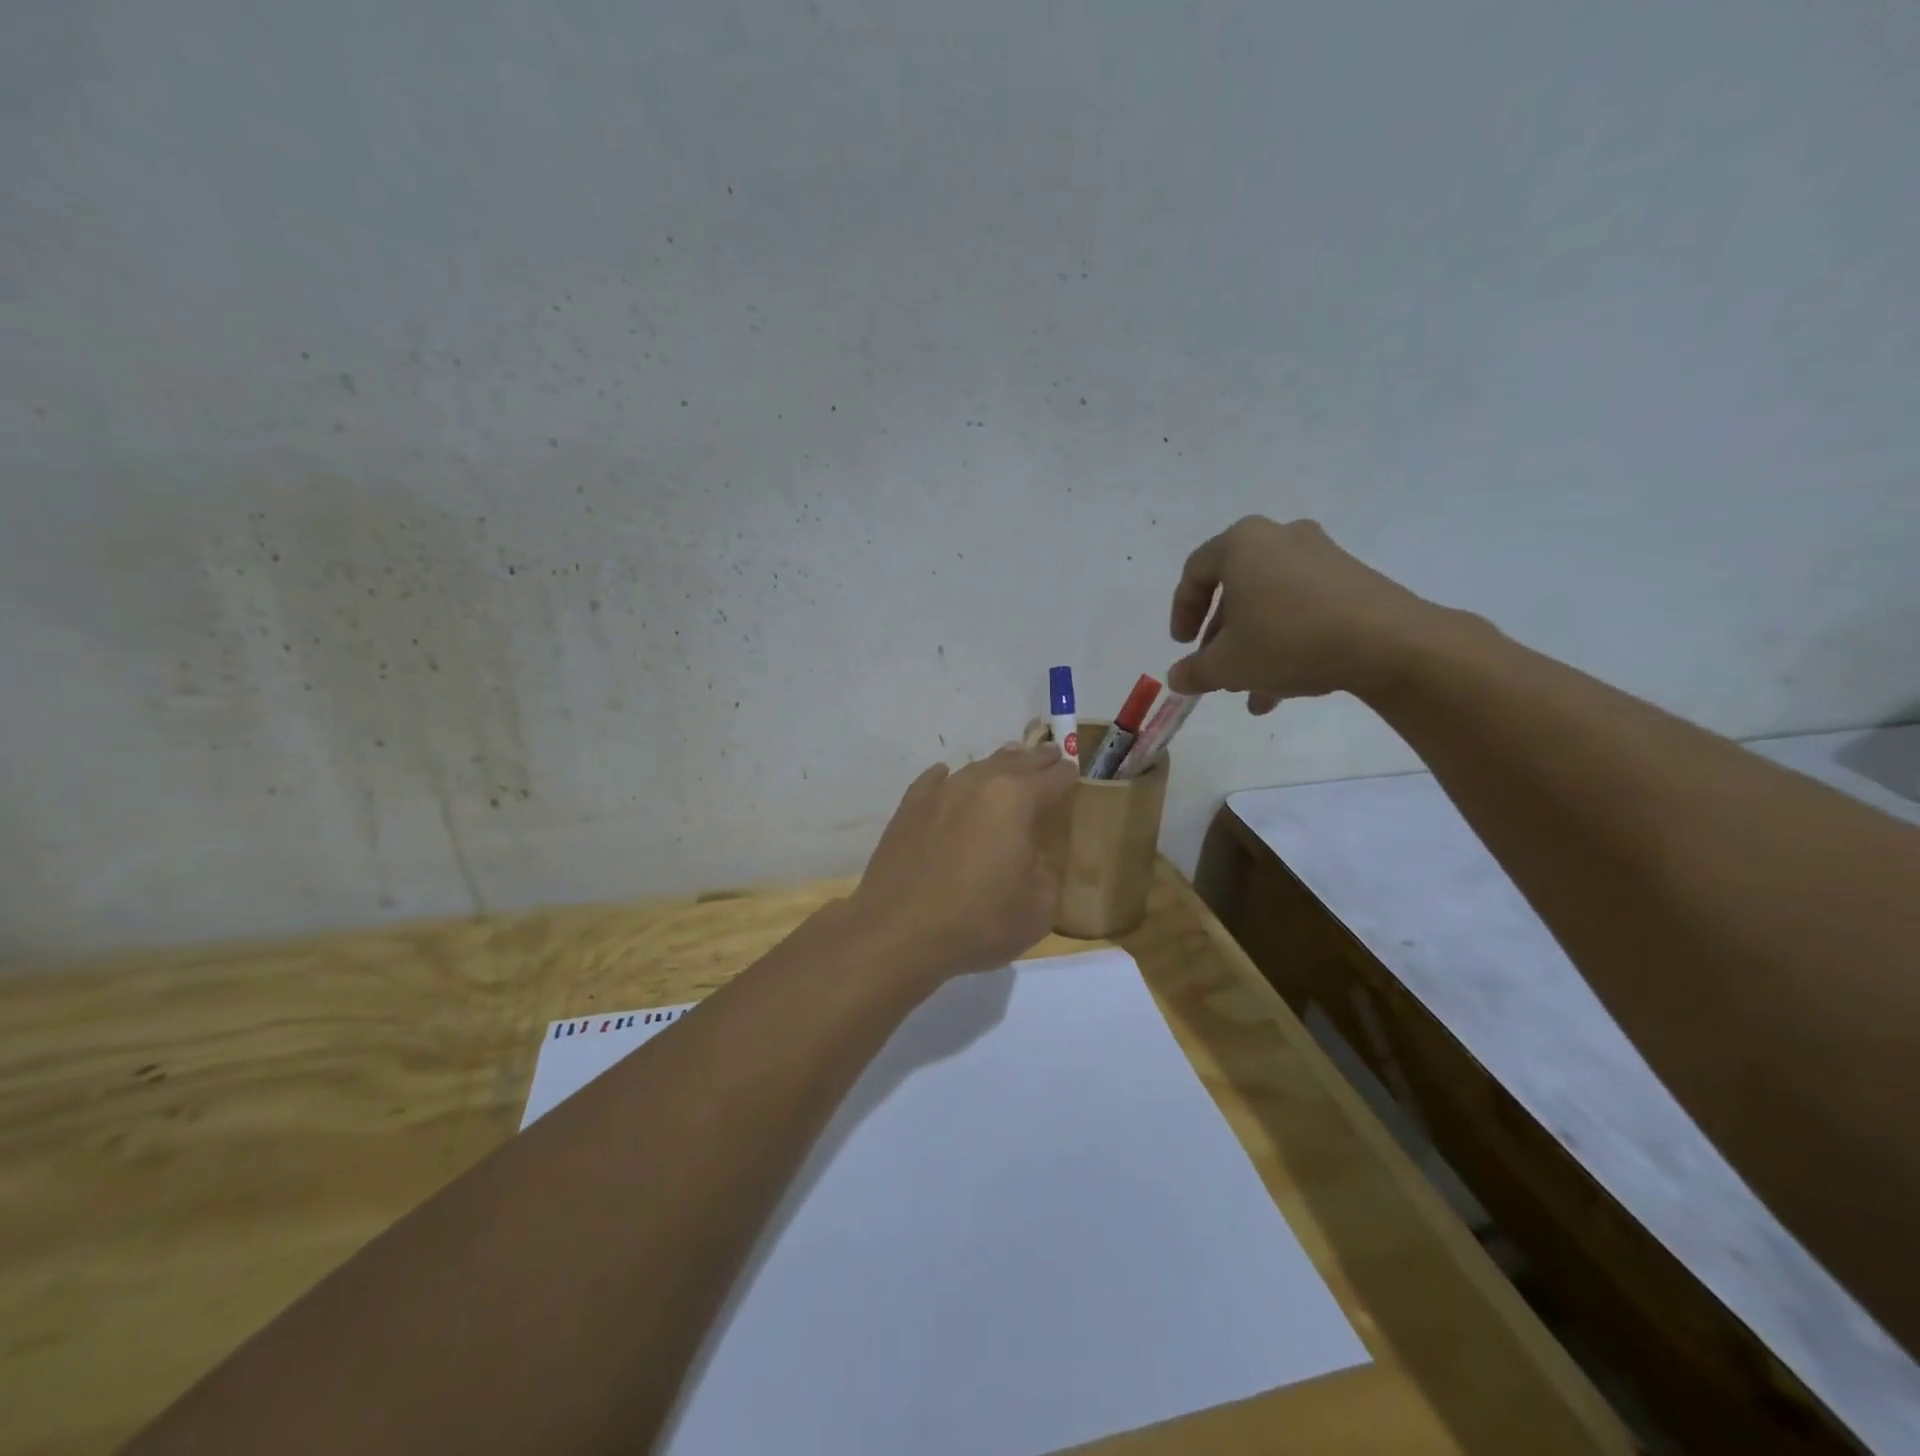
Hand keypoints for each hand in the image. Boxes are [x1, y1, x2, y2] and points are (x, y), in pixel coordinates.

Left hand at [846, 744, 1078, 981]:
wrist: (898, 932)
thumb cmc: (978, 921)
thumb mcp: (1039, 907)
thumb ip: (1048, 872)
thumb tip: (1036, 857)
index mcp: (1016, 799)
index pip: (1053, 778)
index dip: (1068, 775)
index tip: (1075, 773)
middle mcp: (978, 784)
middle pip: (1015, 762)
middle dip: (1036, 760)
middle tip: (1050, 755)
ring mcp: (939, 792)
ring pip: (976, 768)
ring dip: (997, 765)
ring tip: (1009, 762)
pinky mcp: (908, 808)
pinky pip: (934, 781)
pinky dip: (949, 778)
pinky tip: (947, 777)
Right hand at [1167, 516, 1437, 712]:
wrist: (1387, 643)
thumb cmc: (1288, 640)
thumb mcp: (1227, 665)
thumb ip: (1194, 671)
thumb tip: (1177, 678)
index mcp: (1242, 544)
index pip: (1195, 573)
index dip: (1182, 613)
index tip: (1182, 646)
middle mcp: (1280, 538)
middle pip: (1235, 590)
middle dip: (1222, 637)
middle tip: (1216, 670)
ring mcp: (1321, 556)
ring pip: (1270, 604)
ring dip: (1254, 647)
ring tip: (1250, 690)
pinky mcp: (1352, 579)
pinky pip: (1303, 608)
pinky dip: (1286, 641)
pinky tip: (1285, 686)